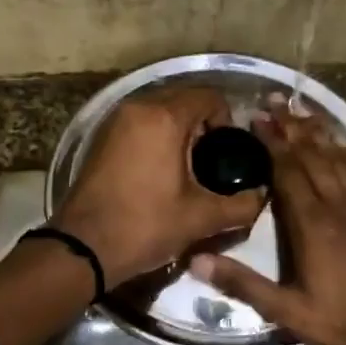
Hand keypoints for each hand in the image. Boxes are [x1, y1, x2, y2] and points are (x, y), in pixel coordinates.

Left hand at [51, 86, 265, 285]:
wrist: (83, 247)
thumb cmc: (145, 226)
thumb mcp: (201, 218)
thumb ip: (241, 205)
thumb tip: (262, 196)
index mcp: (164, 117)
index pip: (209, 97)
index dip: (226, 121)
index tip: (229, 153)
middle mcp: (137, 107)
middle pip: (183, 99)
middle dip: (203, 124)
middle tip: (211, 161)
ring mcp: (114, 121)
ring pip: (159, 110)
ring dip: (178, 130)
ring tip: (188, 168)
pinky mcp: (100, 137)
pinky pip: (139, 123)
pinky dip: (155, 136)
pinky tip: (160, 170)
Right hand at [193, 106, 345, 344]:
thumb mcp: (292, 314)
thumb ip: (245, 285)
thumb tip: (197, 261)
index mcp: (314, 225)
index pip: (289, 171)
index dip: (272, 143)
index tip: (256, 119)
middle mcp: (341, 205)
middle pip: (313, 155)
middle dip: (291, 127)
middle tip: (273, 101)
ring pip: (340, 158)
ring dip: (319, 132)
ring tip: (302, 110)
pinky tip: (343, 143)